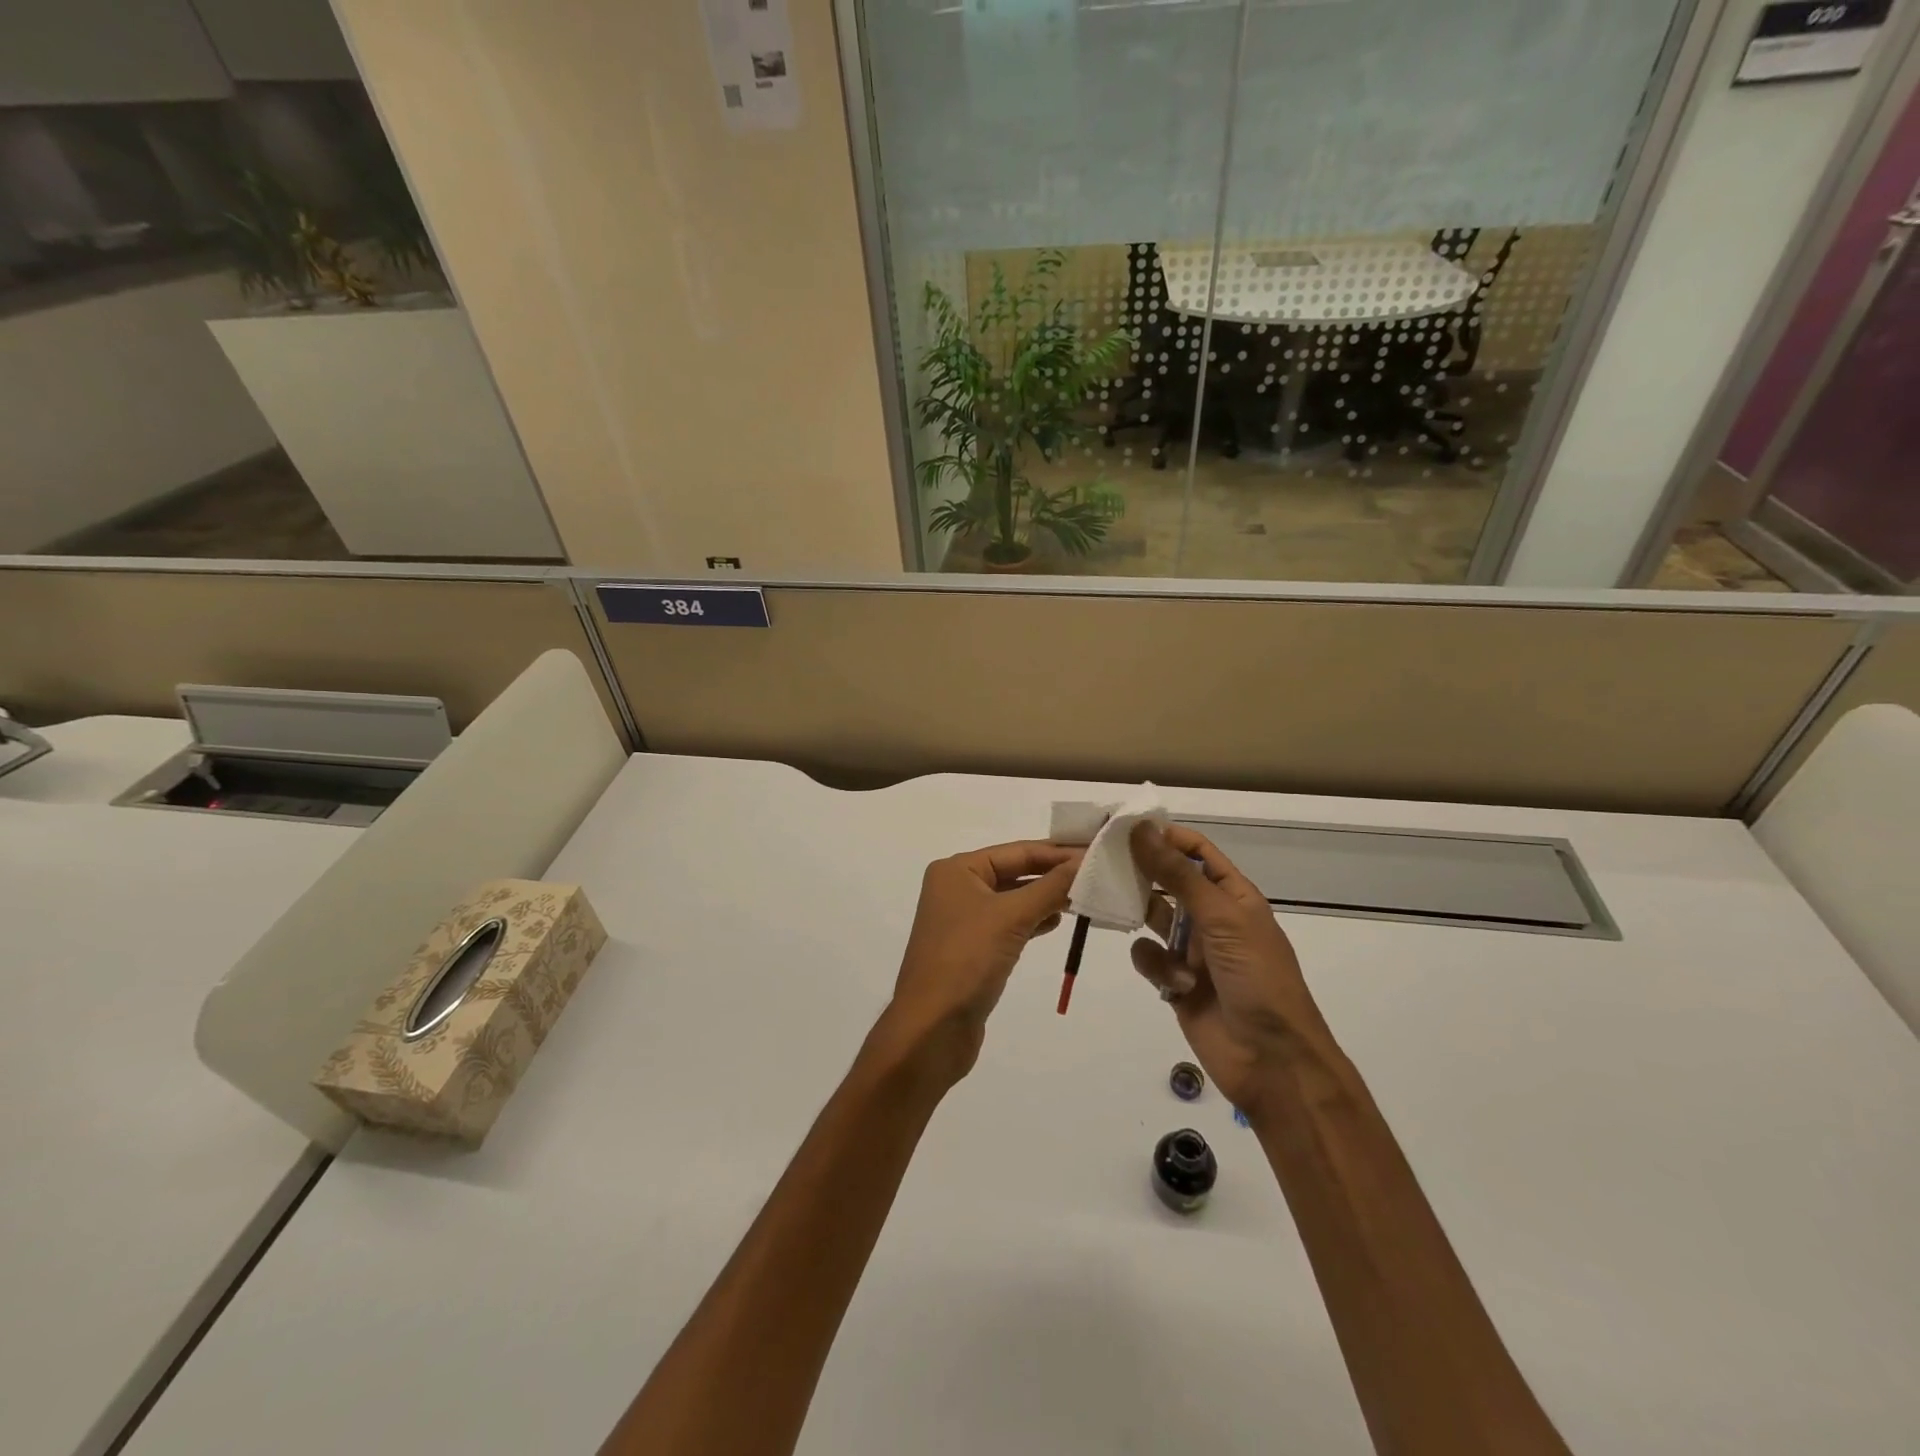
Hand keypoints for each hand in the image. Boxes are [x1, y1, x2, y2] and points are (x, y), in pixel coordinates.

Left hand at [878, 840, 1081, 1084]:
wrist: (931, 1029)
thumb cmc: (966, 960)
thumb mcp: (1011, 917)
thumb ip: (1051, 887)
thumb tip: (1086, 861)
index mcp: (957, 870)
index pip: (1017, 851)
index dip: (1058, 852)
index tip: (1098, 851)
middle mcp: (957, 888)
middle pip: (1015, 872)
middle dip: (1054, 874)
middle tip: (1099, 874)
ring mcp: (964, 920)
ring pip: (1014, 899)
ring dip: (1047, 898)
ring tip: (1087, 897)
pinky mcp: (974, 949)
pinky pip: (1010, 924)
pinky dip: (1034, 921)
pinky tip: (1058, 922)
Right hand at [1129, 822, 1332, 1116]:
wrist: (1271, 1059)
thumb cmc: (1256, 977)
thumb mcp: (1220, 918)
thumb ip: (1177, 874)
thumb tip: (1141, 828)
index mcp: (1233, 895)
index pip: (1196, 852)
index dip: (1165, 837)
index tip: (1125, 827)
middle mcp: (1211, 917)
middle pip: (1168, 882)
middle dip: (1141, 873)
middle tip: (1102, 861)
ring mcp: (1192, 950)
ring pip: (1152, 918)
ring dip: (1142, 919)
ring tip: (1122, 913)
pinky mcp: (1175, 982)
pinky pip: (1149, 957)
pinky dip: (1155, 966)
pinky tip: (1173, 983)